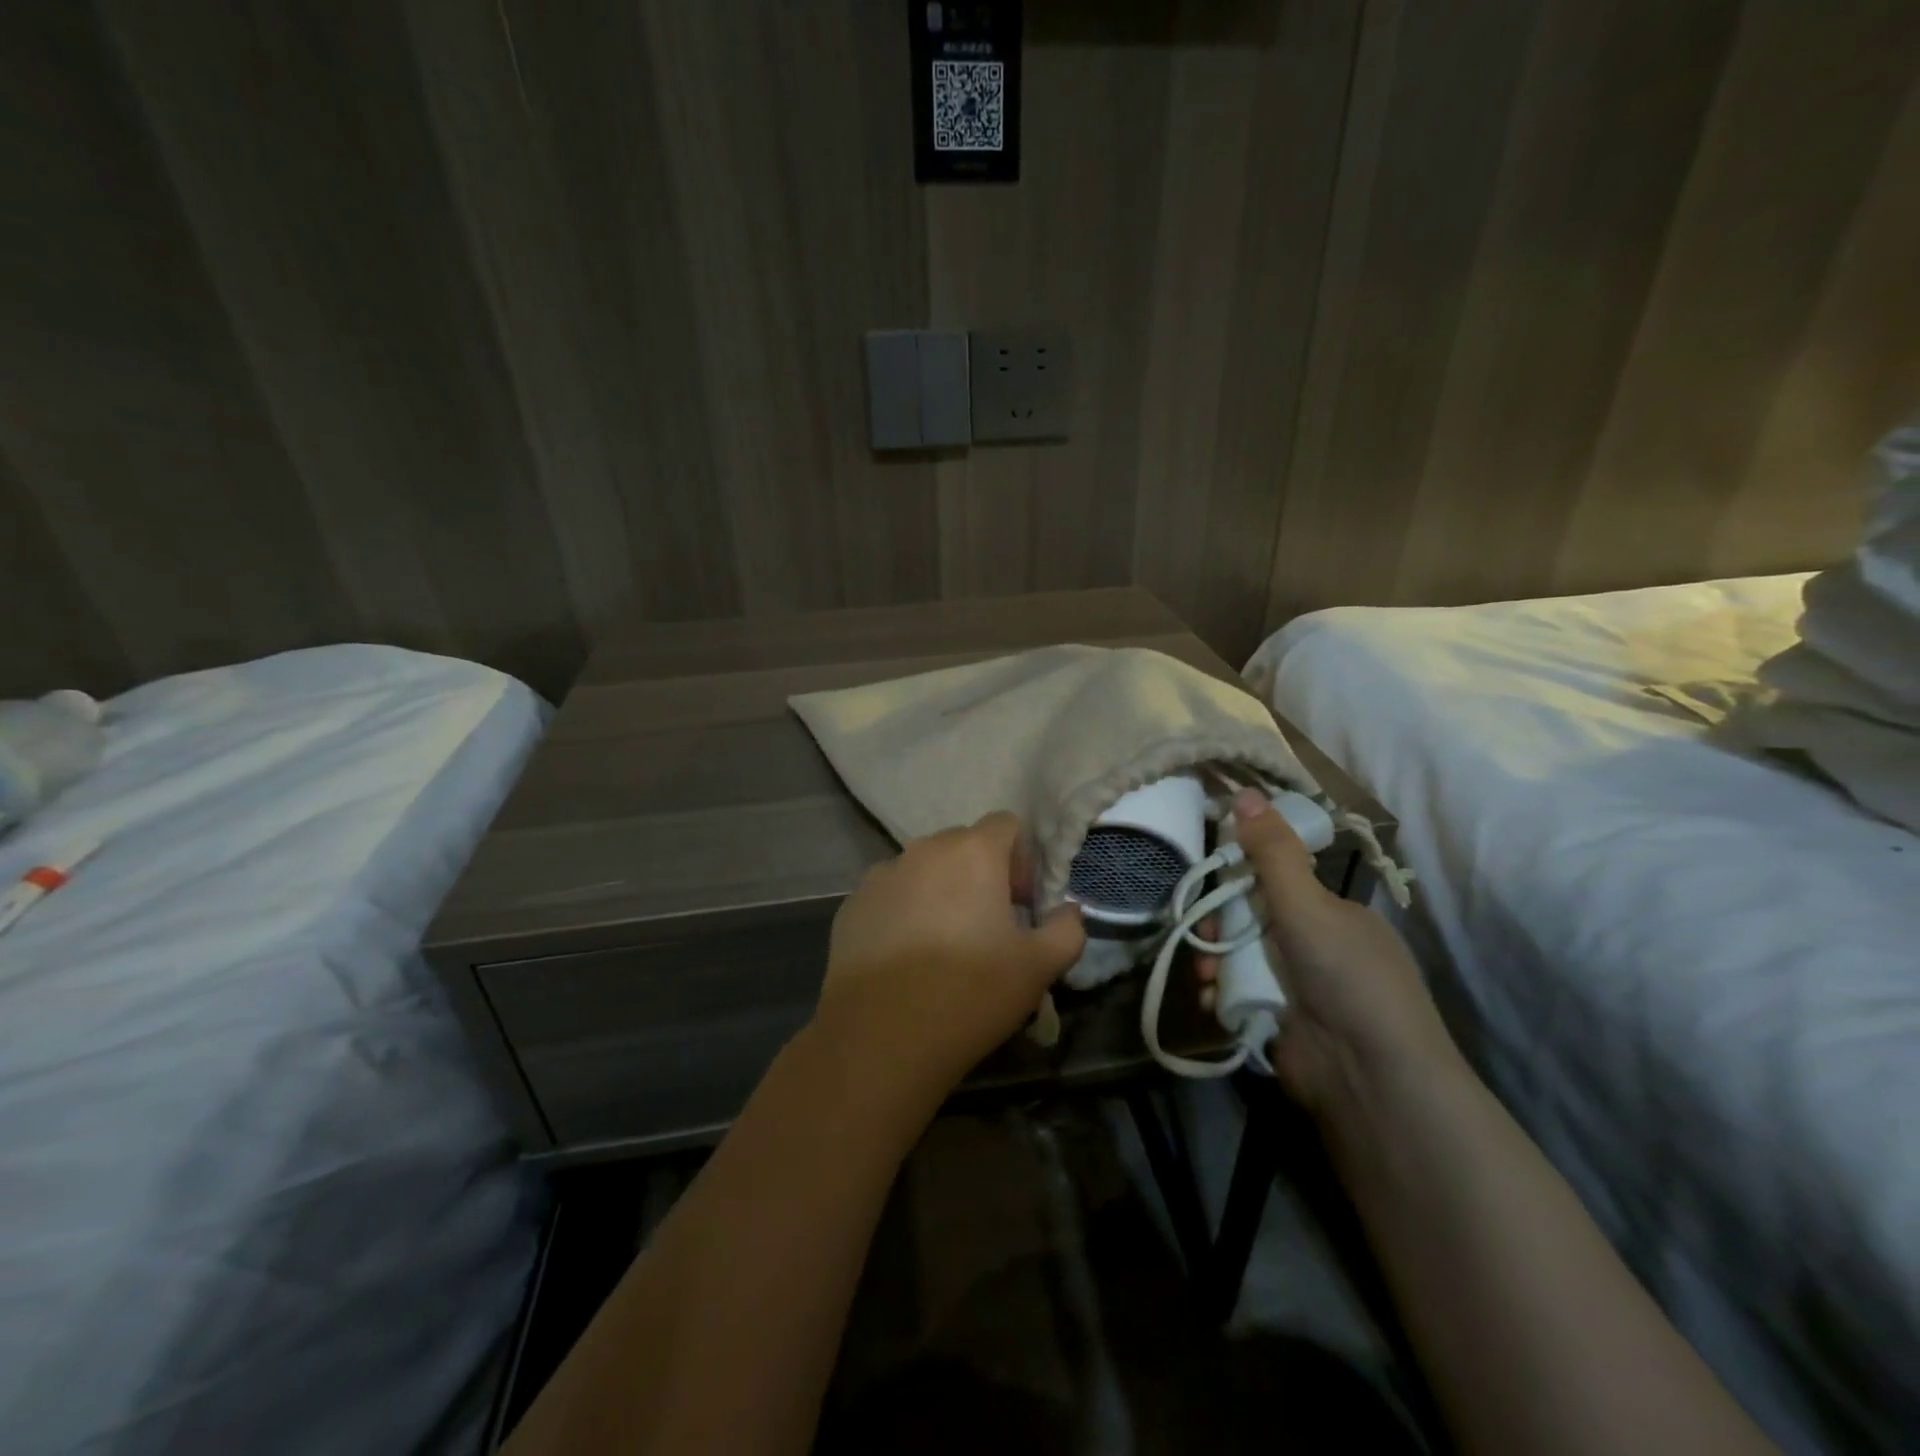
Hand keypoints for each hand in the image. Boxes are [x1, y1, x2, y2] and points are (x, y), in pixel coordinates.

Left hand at [813, 812, 1086, 1101]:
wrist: (881, 1037)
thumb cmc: (970, 993)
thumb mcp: (1039, 967)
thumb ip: (1067, 929)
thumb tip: (1068, 912)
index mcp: (972, 852)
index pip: (1006, 824)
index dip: (1022, 859)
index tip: (1020, 905)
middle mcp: (923, 849)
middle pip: (963, 844)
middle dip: (982, 874)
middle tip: (988, 927)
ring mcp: (881, 875)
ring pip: (923, 869)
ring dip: (941, 891)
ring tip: (943, 946)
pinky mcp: (852, 904)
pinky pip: (890, 894)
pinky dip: (904, 912)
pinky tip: (906, 959)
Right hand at [1199, 789, 1459, 1117]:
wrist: (1370, 1078)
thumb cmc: (1345, 977)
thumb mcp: (1307, 905)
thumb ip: (1272, 852)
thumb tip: (1243, 791)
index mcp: (1334, 915)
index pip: (1277, 881)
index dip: (1240, 877)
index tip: (1210, 880)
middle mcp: (1317, 948)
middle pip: (1250, 920)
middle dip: (1218, 926)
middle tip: (1203, 936)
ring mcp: (1298, 989)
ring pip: (1239, 958)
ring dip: (1213, 961)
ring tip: (1204, 973)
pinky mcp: (1279, 1023)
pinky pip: (1237, 995)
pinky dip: (1220, 994)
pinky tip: (1209, 998)